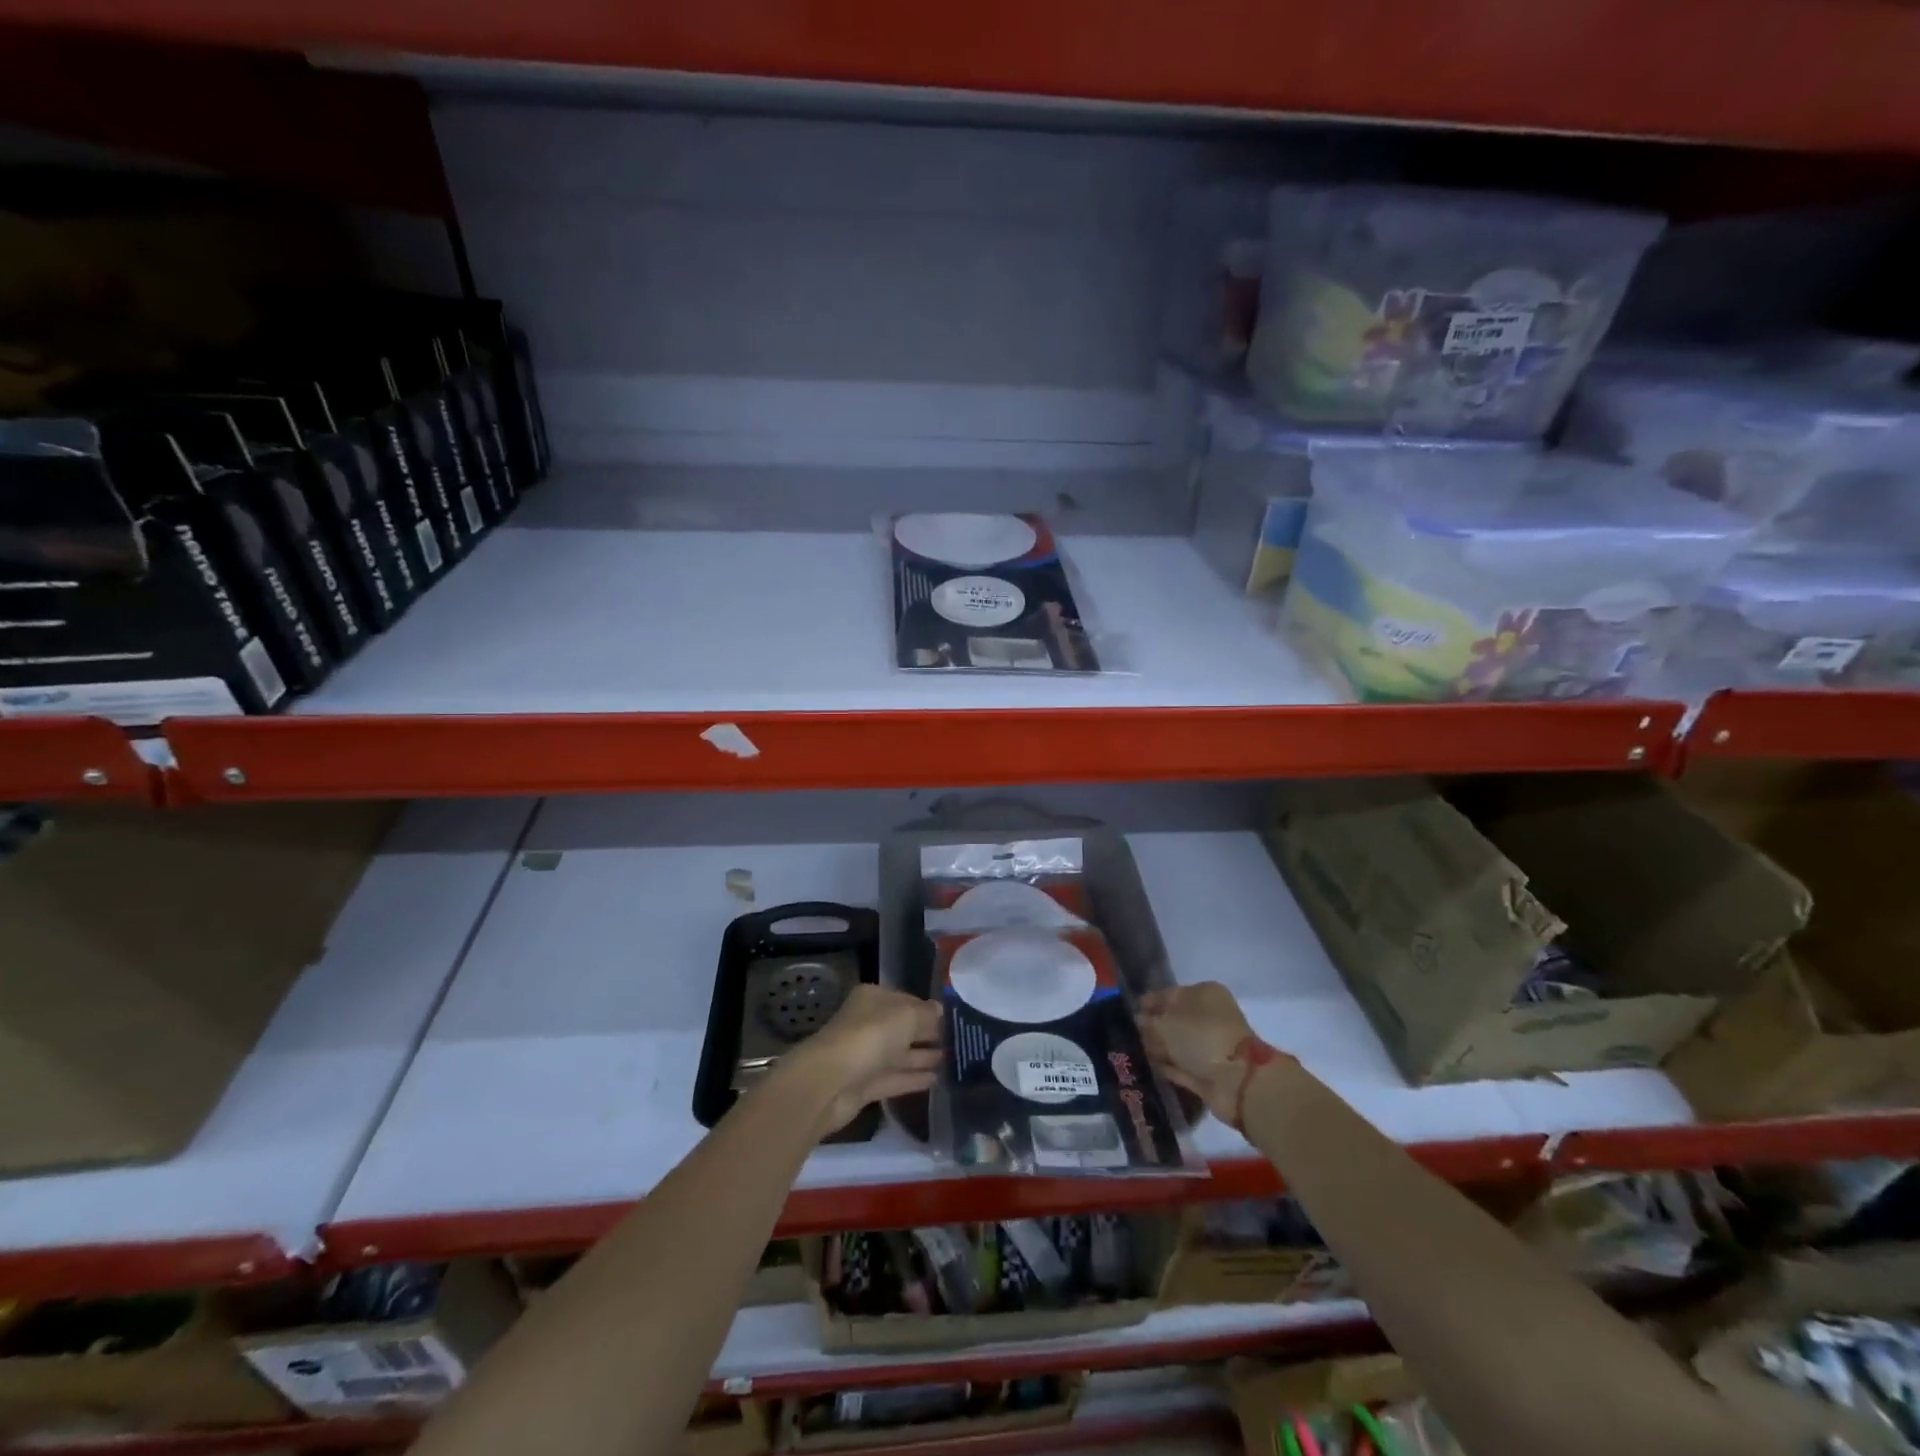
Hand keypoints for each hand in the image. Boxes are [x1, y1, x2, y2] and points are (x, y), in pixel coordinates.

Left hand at [784, 985, 941, 1135]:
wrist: (830, 1083)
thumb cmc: (870, 1036)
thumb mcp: (907, 1016)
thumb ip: (926, 1014)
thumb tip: (940, 1010)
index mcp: (873, 999)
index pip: (906, 1000)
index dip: (928, 1009)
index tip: (953, 1019)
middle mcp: (868, 1024)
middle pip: (902, 1027)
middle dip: (927, 1033)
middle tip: (958, 1041)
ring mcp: (865, 1056)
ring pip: (899, 1054)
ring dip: (923, 1057)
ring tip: (952, 1060)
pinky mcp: (865, 1085)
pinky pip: (895, 1078)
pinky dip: (914, 1078)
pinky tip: (937, 1080)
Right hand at [1137, 982, 1257, 1124]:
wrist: (1236, 1081)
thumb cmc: (1200, 1037)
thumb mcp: (1164, 1023)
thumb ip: (1147, 1021)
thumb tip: (1139, 1020)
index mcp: (1204, 994)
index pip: (1169, 993)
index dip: (1148, 1003)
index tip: (1127, 1014)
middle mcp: (1210, 1016)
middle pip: (1174, 1019)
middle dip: (1153, 1028)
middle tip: (1128, 1036)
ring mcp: (1212, 1045)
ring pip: (1179, 1044)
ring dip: (1160, 1048)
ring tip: (1135, 1053)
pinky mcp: (1211, 1072)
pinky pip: (1184, 1066)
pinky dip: (1169, 1067)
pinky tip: (1149, 1068)